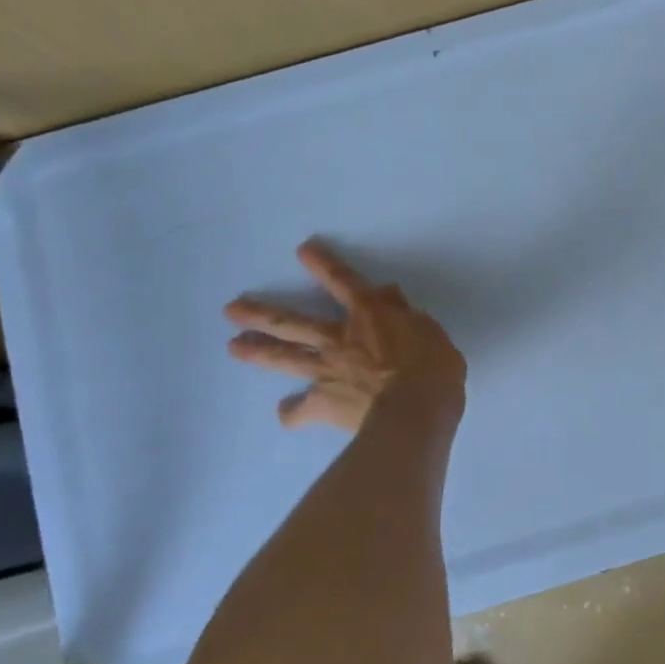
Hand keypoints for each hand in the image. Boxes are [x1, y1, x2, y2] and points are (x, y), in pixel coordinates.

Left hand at [224, 240, 466, 430]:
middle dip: (261, 314)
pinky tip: (286, 413)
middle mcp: (338, 338)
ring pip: (285, 358)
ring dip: (257, 352)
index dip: (323, 264)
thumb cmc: (433, 369)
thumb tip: (388, 294)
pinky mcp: (323, 404)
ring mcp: (325, 371)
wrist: (414, 412)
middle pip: (292, 322)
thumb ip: (406, 314)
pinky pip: (301, 410)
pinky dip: (292, 412)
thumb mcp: (430, 332)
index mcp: (370, 315)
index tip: (303, 250)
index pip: (343, 281)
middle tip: (232, 310)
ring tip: (234, 347)